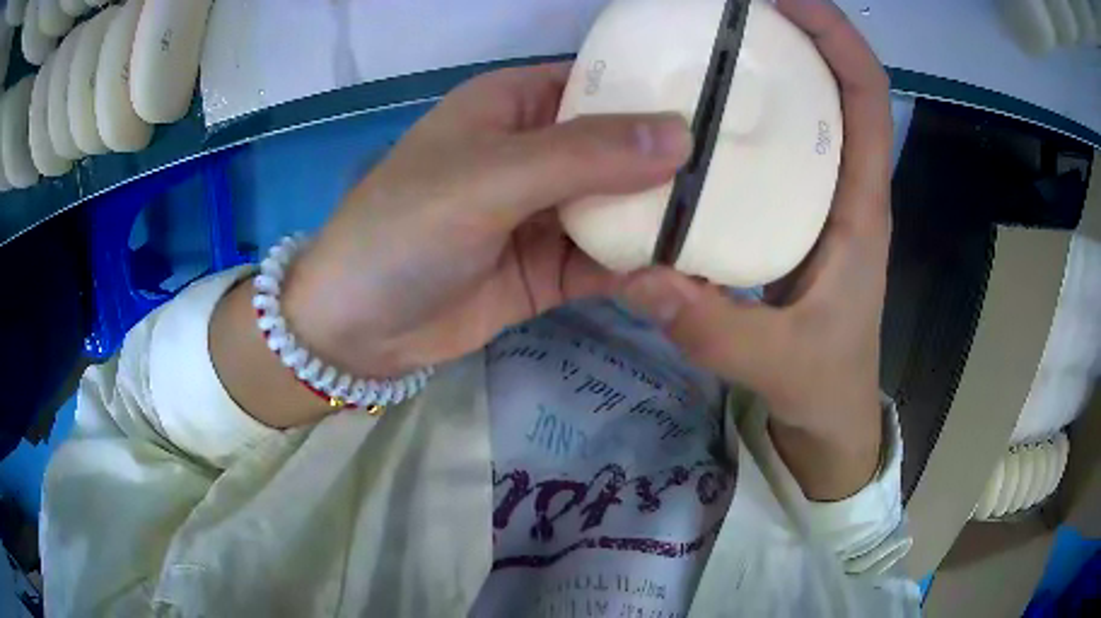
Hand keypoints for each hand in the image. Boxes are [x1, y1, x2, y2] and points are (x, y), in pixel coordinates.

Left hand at [283, 64, 692, 378]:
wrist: (357, 328)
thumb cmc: (404, 229)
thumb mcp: (488, 178)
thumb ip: (582, 156)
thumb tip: (681, 137)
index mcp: (515, 105)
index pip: (601, 84)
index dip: (657, 93)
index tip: (725, 110)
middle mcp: (536, 152)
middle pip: (620, 148)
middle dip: (674, 164)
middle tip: (744, 179)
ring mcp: (545, 214)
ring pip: (620, 208)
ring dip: (664, 223)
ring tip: (727, 233)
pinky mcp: (549, 270)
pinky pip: (606, 263)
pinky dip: (640, 271)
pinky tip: (680, 279)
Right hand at [621, 0, 891, 498]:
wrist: (830, 411)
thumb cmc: (824, 383)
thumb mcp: (777, 363)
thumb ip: (715, 328)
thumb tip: (641, 276)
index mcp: (860, 204)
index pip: (865, 95)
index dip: (835, 37)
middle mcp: (842, 183)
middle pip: (831, 81)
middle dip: (792, 31)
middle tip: (726, 8)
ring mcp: (816, 194)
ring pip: (801, 106)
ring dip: (766, 62)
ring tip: (705, 39)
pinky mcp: (790, 211)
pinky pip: (772, 143)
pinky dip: (741, 112)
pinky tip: (692, 113)